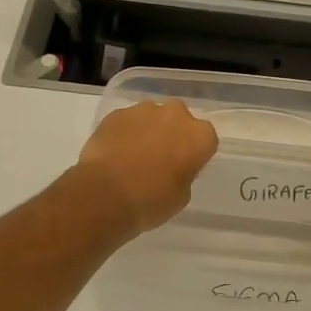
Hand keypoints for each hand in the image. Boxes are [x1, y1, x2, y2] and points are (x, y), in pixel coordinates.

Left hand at [75, 100, 218, 233]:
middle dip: (172, 133)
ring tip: (133, 156)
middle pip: (179, 119)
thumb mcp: (181, 196)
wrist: (105, 194)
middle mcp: (176, 114)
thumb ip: (184, 173)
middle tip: (160, 158)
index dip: (194, 153)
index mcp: (199, 135)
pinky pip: (127, 121)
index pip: (205, 139)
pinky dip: (124, 132)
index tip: (184, 167)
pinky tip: (115, 153)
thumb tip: (174, 167)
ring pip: (152, 116)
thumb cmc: (151, 200)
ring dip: (147, 130)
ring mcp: (144, 110)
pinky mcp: (117, 113)